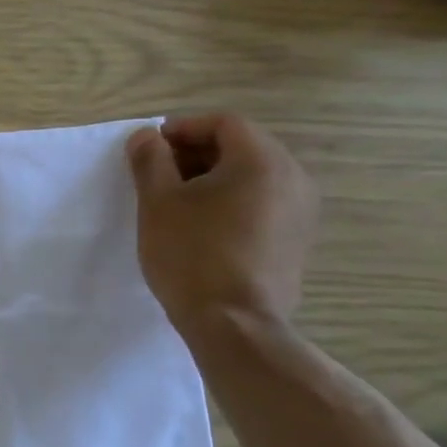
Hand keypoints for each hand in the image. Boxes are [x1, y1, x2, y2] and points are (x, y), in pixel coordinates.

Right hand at [125, 114, 318, 339]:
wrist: (234, 323)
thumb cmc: (191, 253)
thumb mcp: (158, 202)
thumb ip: (150, 160)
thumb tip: (145, 136)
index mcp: (261, 160)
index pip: (223, 123)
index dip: (182, 128)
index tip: (150, 149)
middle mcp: (292, 176)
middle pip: (242, 146)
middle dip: (196, 153)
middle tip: (158, 174)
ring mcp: (301, 211)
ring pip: (253, 176)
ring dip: (213, 178)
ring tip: (177, 203)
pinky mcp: (296, 240)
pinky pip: (262, 203)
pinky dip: (232, 202)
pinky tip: (203, 228)